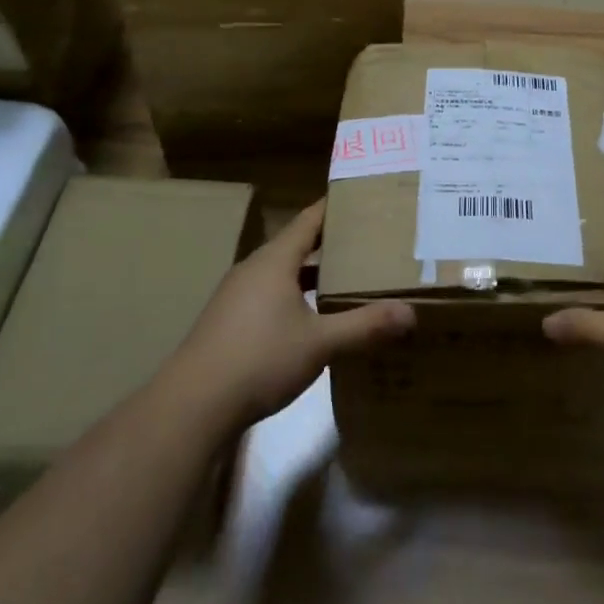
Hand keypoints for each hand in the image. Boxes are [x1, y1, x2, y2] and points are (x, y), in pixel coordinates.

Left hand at [173, 201, 415, 431]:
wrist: (192, 406)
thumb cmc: (259, 359)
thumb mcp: (320, 344)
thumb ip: (365, 326)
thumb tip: (410, 313)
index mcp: (274, 261)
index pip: (310, 219)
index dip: (336, 207)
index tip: (365, 198)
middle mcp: (254, 269)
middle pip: (297, 244)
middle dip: (332, 242)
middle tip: (370, 241)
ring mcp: (237, 296)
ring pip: (283, 272)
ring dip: (313, 273)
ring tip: (348, 278)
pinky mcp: (229, 322)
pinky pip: (270, 295)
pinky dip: (296, 296)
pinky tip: (313, 319)